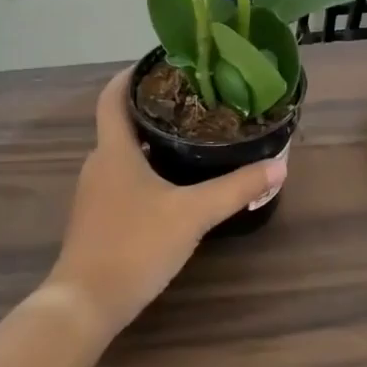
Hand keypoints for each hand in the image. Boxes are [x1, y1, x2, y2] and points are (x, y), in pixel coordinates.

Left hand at [48, 70, 285, 335]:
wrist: (86, 302)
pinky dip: (145, 172)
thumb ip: (236, 189)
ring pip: (123, 156)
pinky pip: (122, 181)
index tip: (159, 63)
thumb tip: (279, 166)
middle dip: (152, 110)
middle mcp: (98, 166)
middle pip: (120, 125)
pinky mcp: (97, 220)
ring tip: (190, 139)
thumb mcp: (193, 214)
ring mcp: (94, 195)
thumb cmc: (135, 245)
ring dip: (150, 143)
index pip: (113, 98)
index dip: (131, 75)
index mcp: (113, 151)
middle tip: (193, 103)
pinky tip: (172, 187)